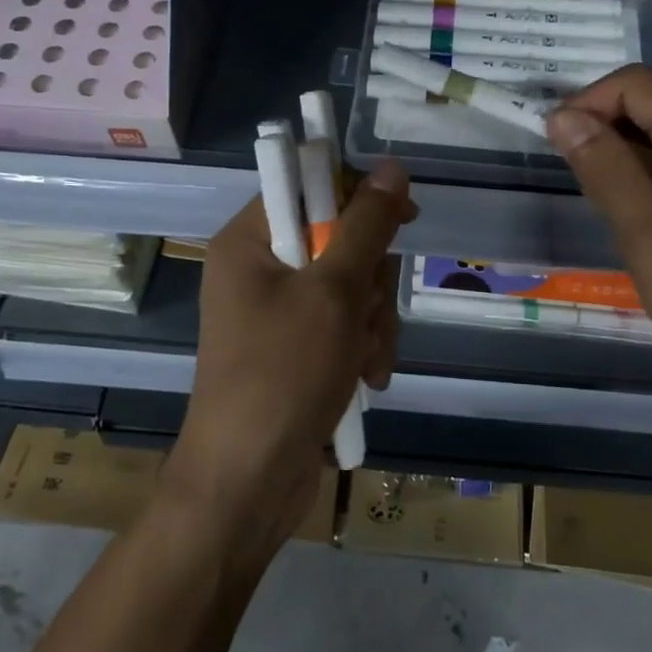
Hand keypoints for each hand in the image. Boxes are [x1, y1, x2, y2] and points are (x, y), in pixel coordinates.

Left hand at [167, 161, 416, 555]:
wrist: (248, 484)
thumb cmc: (283, 375)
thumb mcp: (333, 292)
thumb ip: (365, 226)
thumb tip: (391, 167)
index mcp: (250, 239)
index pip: (312, 187)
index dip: (361, 197)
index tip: (403, 219)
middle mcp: (259, 267)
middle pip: (340, 239)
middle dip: (370, 281)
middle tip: (367, 315)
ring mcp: (278, 310)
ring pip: (351, 285)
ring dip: (372, 321)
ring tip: (368, 361)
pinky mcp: (296, 347)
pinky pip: (344, 323)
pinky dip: (362, 346)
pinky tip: (368, 379)